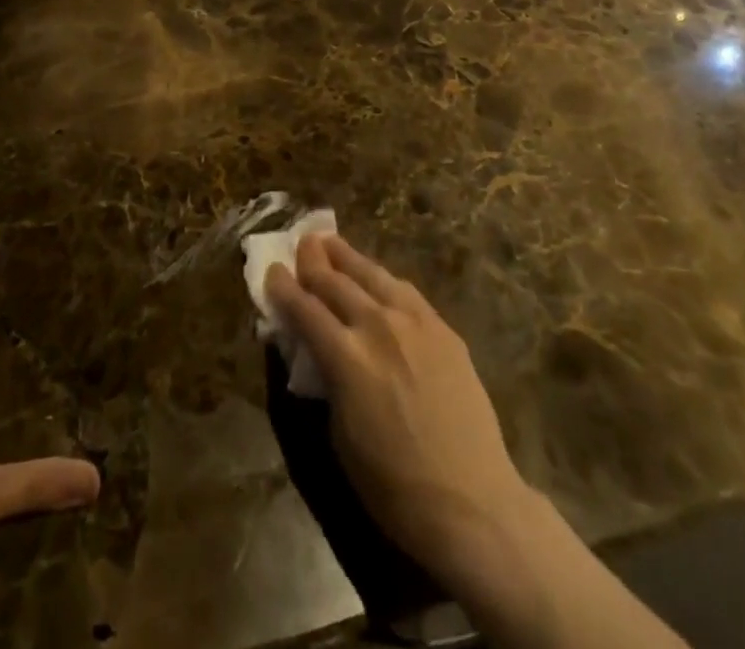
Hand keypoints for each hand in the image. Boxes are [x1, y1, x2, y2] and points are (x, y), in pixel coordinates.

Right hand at [263, 234, 536, 597]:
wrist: (472, 502)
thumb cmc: (393, 485)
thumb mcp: (339, 434)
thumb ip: (325, 377)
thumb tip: (314, 347)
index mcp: (346, 356)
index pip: (304, 308)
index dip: (284, 287)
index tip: (272, 269)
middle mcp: (377, 326)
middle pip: (336, 282)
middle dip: (313, 261)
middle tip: (301, 242)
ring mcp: (414, 322)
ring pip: (372, 275)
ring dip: (347, 257)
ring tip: (332, 242)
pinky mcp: (442, 328)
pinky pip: (405, 291)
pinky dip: (382, 279)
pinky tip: (377, 277)